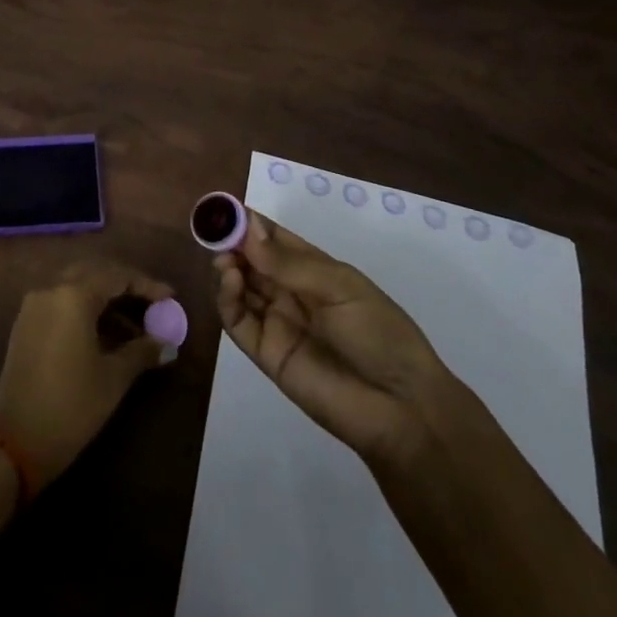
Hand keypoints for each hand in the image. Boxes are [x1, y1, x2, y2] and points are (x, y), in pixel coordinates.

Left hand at [0, 261, 173, 489]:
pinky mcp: (25, 324)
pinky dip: (84, 306)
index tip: (171, 297)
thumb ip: (142, 352)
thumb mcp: (113, 379)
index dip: (147, 285)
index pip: (117, 276)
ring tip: (133, 322)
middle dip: (125, 284)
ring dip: (104, 296)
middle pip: (95, 272)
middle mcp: (51, 289)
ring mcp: (34, 305)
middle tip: (151, 303)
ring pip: (76, 284)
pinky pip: (60, 300)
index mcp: (73, 295)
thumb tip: (168, 344)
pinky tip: (103, 331)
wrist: (13, 444)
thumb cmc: (70, 407)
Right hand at [216, 211, 456, 464]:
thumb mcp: (340, 287)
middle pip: (251, 261)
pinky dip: (227, 299)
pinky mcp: (266, 354)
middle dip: (232, 243)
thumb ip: (290, 263)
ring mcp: (277, 322)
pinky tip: (230, 280)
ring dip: (227, 268)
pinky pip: (238, 322)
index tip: (224, 208)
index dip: (249, 223)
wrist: (400, 408)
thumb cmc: (378, 333)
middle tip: (216, 232)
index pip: (273, 238)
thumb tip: (247, 230)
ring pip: (240, 288)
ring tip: (224, 259)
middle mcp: (291, 292)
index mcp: (314, 270)